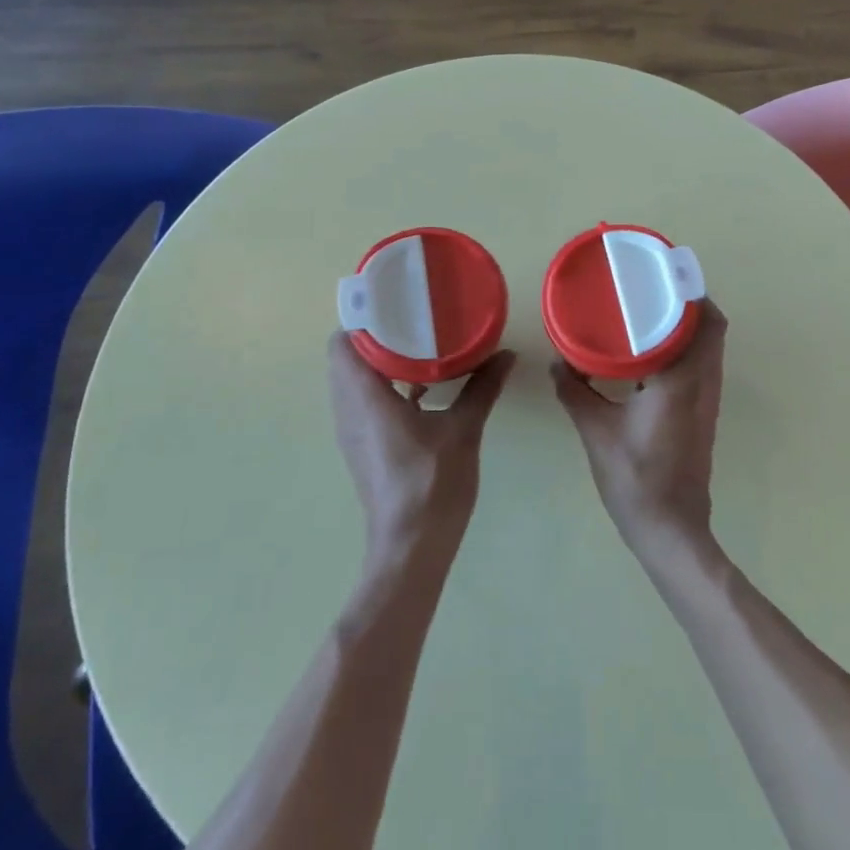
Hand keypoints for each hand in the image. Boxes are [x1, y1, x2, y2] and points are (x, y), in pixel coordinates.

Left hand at [327, 334, 515, 563]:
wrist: (411, 547)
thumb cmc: (432, 484)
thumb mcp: (463, 430)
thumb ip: (482, 388)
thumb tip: (505, 354)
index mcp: (365, 398)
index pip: (343, 343)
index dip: (364, 318)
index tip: (395, 302)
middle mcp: (349, 410)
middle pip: (346, 358)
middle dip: (375, 335)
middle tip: (412, 319)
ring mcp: (353, 431)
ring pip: (353, 381)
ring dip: (378, 361)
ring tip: (417, 345)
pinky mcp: (363, 447)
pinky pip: (363, 402)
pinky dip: (383, 386)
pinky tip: (421, 387)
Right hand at [551, 301, 727, 561]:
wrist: (670, 528)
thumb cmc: (635, 477)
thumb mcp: (596, 431)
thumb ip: (575, 392)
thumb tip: (557, 362)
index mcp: (682, 378)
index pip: (704, 321)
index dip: (692, 292)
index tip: (665, 273)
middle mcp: (704, 382)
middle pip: (714, 328)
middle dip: (690, 303)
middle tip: (654, 289)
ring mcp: (708, 400)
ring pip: (710, 348)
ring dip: (689, 326)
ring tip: (650, 312)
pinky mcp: (703, 414)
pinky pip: (703, 366)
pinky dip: (685, 349)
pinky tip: (650, 354)